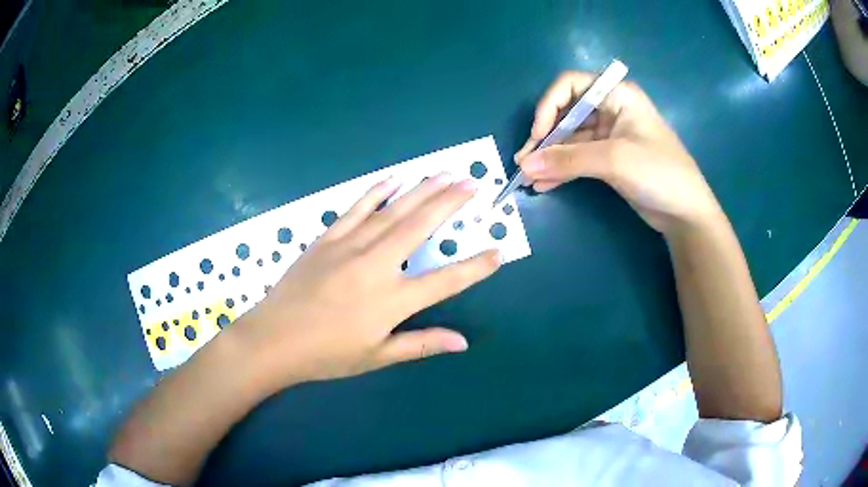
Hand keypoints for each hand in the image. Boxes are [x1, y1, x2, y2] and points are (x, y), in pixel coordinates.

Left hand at [229, 174, 500, 390]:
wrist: (273, 339)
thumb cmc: (326, 355)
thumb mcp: (376, 357)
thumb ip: (421, 345)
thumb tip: (462, 342)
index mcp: (391, 301)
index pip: (445, 281)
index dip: (474, 268)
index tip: (497, 252)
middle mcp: (375, 266)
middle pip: (420, 228)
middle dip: (450, 203)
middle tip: (472, 183)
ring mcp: (349, 247)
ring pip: (393, 211)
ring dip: (421, 190)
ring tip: (445, 173)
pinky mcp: (327, 238)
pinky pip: (356, 209)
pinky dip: (376, 192)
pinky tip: (394, 179)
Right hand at [515, 72, 723, 237]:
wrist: (686, 212)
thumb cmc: (658, 173)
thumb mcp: (614, 160)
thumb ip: (568, 160)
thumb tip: (525, 166)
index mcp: (616, 95)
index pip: (570, 85)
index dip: (548, 106)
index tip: (538, 137)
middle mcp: (610, 109)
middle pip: (566, 114)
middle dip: (545, 138)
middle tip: (524, 163)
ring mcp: (610, 135)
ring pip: (570, 140)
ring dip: (549, 157)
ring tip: (529, 178)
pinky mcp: (609, 159)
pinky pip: (578, 158)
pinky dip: (561, 170)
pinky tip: (544, 185)